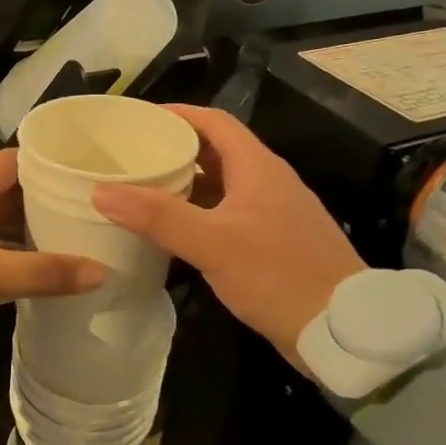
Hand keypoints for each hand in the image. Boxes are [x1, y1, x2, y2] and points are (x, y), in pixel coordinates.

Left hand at [0, 148, 104, 356]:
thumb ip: (43, 273)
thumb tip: (102, 271)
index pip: (16, 160)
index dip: (49, 161)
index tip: (86, 172)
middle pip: (11, 191)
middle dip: (46, 199)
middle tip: (90, 212)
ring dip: (29, 230)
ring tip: (73, 242)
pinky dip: (10, 255)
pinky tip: (34, 273)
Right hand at [91, 104, 364, 365]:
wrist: (343, 330)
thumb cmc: (278, 274)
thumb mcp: (212, 243)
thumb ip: (158, 217)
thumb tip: (102, 192)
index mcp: (258, 167)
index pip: (214, 121)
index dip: (177, 115)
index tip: (138, 120)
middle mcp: (267, 182)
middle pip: (215, 152)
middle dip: (174, 151)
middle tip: (131, 158)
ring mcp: (272, 214)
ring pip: (221, 186)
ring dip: (184, 185)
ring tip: (141, 192)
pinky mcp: (273, 243)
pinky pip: (227, 215)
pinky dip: (198, 215)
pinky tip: (172, 233)